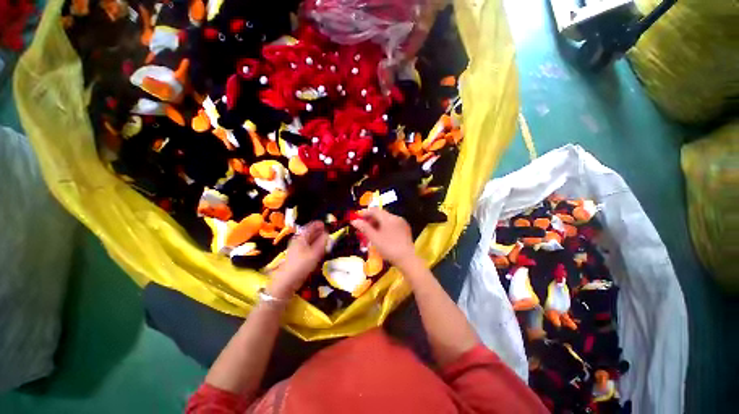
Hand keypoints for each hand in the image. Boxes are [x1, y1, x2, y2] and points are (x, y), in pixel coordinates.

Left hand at [267, 221, 327, 298]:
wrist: (287, 281)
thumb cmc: (301, 265)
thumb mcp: (315, 253)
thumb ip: (322, 243)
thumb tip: (327, 234)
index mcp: (301, 238)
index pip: (309, 227)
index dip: (317, 224)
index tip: (324, 223)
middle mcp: (298, 241)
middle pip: (308, 233)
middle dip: (317, 231)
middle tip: (326, 230)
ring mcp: (296, 249)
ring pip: (308, 240)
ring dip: (316, 238)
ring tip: (324, 239)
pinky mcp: (297, 257)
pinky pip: (307, 247)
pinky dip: (313, 245)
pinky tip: (318, 249)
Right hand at [350, 208, 419, 270]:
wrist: (407, 259)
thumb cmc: (388, 248)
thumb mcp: (374, 238)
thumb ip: (364, 228)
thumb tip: (354, 221)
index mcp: (388, 218)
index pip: (374, 210)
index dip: (365, 213)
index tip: (358, 218)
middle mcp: (396, 217)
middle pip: (381, 214)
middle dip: (371, 219)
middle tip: (363, 227)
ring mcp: (402, 223)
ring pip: (387, 219)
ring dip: (378, 223)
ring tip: (371, 232)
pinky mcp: (405, 229)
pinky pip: (393, 223)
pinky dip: (385, 226)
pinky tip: (382, 235)